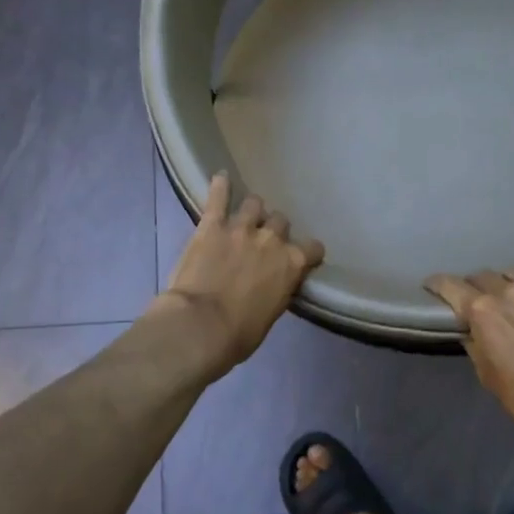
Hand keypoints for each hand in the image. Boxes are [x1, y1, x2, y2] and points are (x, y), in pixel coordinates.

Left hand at [158, 174, 324, 373]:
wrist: (201, 327)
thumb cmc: (239, 334)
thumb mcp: (271, 314)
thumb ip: (276, 290)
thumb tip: (272, 285)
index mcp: (292, 264)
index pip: (313, 248)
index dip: (307, 253)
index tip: (301, 258)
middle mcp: (272, 240)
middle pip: (281, 222)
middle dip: (274, 230)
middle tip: (263, 242)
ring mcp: (241, 228)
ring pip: (255, 204)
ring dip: (252, 211)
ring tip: (244, 216)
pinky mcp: (212, 225)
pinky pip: (218, 197)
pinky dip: (220, 186)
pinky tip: (220, 178)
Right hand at [426, 268, 513, 439]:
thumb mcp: (487, 374)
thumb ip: (475, 346)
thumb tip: (471, 333)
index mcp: (482, 310)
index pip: (451, 286)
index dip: (437, 284)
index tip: (431, 285)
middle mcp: (508, 293)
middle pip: (482, 276)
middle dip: (472, 284)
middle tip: (471, 297)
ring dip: (504, 281)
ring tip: (505, 293)